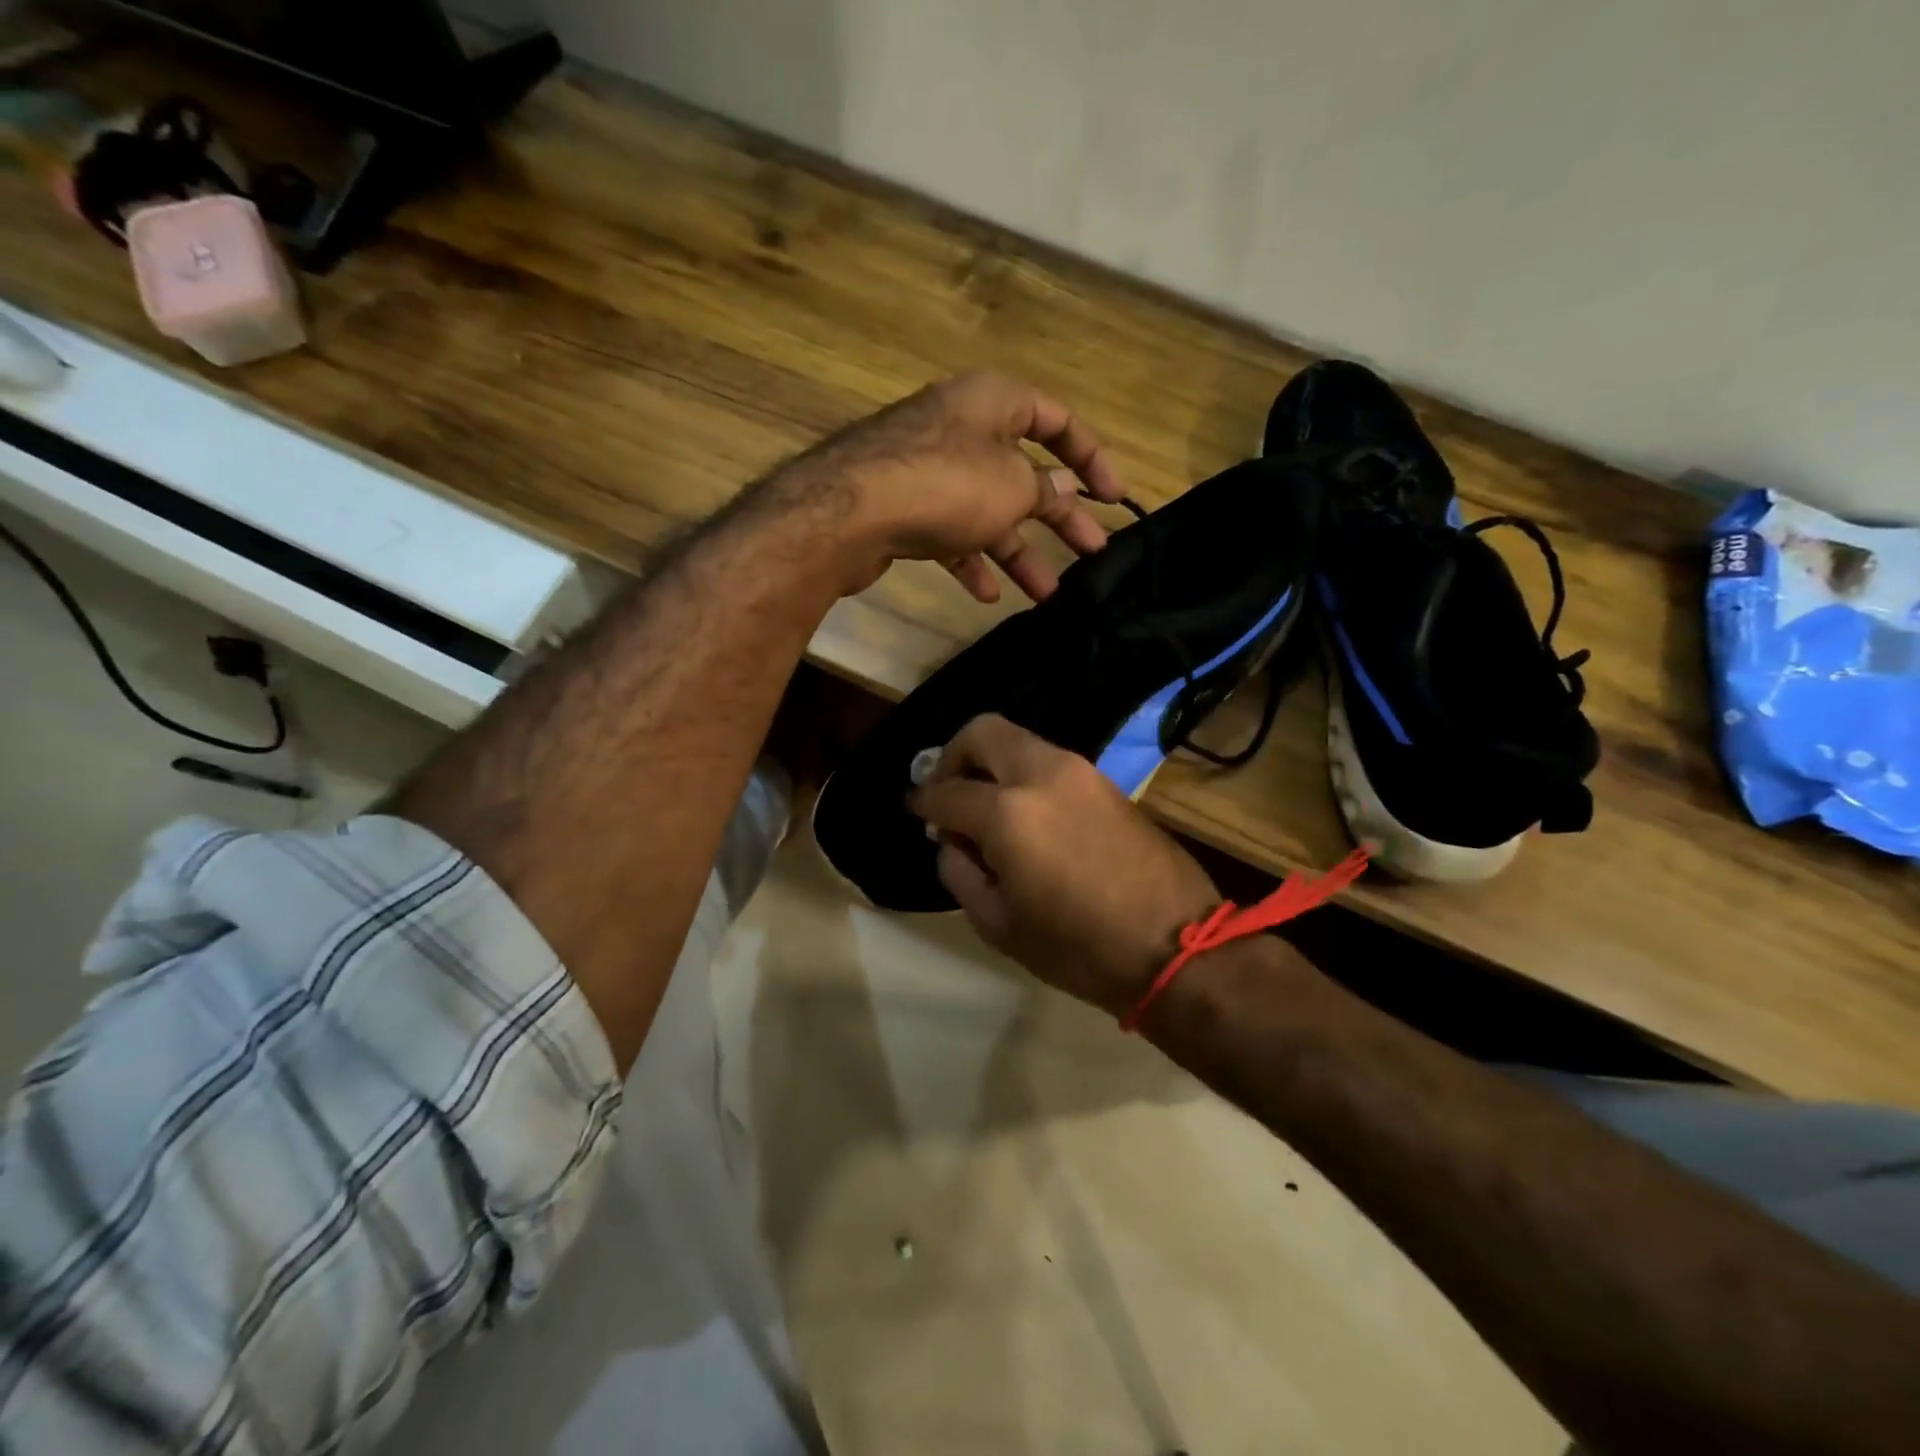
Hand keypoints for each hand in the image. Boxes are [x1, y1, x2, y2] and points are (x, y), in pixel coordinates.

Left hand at [771, 372, 1127, 602]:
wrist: (850, 512)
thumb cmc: (947, 483)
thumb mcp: (1012, 487)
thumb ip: (1044, 491)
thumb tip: (1064, 489)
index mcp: (994, 402)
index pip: (1057, 420)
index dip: (1091, 457)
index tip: (1113, 497)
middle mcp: (962, 427)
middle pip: (1024, 473)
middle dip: (1060, 518)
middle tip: (1093, 552)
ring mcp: (929, 468)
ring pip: (987, 509)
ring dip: (1018, 551)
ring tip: (1047, 593)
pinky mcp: (904, 506)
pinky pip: (950, 531)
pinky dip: (971, 559)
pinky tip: (986, 594)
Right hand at [907, 714, 1222, 1015]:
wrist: (1176, 945)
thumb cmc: (1078, 948)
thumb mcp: (999, 925)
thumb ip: (960, 873)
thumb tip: (951, 841)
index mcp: (1008, 814)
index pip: (947, 791)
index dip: (923, 802)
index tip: (917, 813)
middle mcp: (1042, 775)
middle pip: (982, 732)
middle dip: (953, 756)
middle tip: (948, 794)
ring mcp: (1080, 771)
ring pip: (1019, 741)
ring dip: (992, 764)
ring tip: (986, 809)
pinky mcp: (1105, 781)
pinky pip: (1048, 762)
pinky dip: (1023, 776)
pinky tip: (1024, 816)